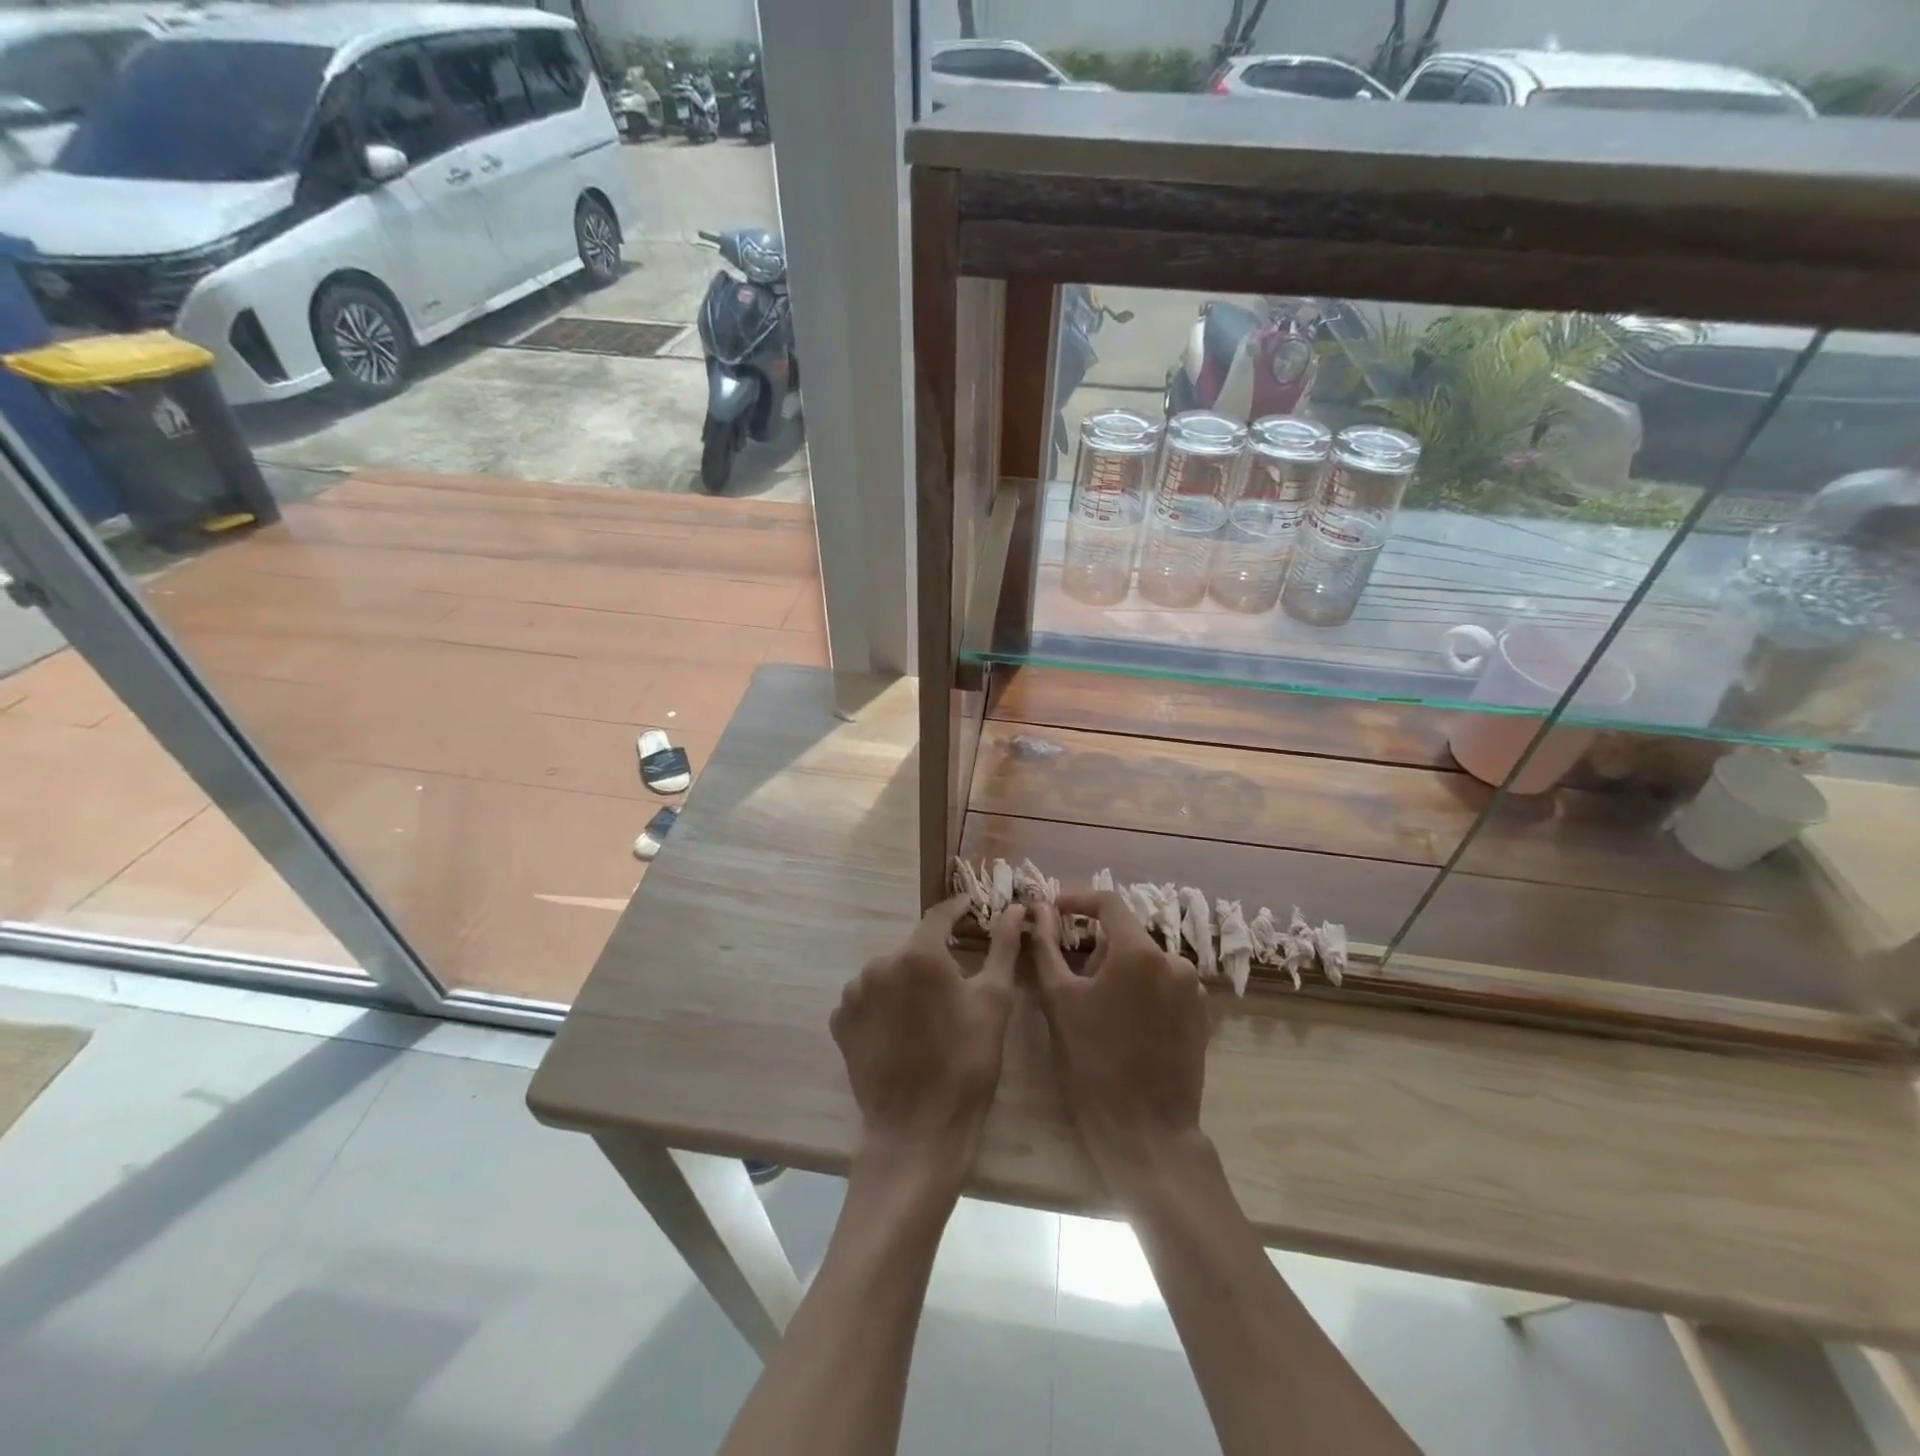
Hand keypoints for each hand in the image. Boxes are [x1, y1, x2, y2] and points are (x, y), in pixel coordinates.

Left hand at [831, 896, 1024, 1185]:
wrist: (918, 1130)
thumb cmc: (967, 1062)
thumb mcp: (995, 1000)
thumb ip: (1003, 946)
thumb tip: (1014, 908)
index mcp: (918, 954)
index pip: (940, 915)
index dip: (959, 910)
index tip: (974, 909)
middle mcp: (879, 964)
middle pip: (914, 947)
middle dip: (936, 955)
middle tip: (958, 979)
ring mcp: (854, 993)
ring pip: (889, 972)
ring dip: (908, 981)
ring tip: (930, 1013)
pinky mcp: (841, 1021)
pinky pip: (868, 998)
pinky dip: (885, 1004)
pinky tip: (903, 1030)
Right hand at [1031, 891, 1211, 1192]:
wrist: (1146, 1131)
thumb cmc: (1093, 1062)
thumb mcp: (1058, 1000)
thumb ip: (1045, 947)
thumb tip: (1036, 912)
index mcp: (1139, 951)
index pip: (1108, 903)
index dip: (1078, 900)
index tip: (1054, 910)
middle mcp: (1174, 960)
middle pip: (1126, 934)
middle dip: (1096, 947)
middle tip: (1070, 978)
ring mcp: (1193, 988)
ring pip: (1145, 961)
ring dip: (1119, 970)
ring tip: (1096, 1008)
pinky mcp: (1201, 1014)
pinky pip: (1164, 985)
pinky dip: (1141, 990)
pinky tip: (1124, 1024)